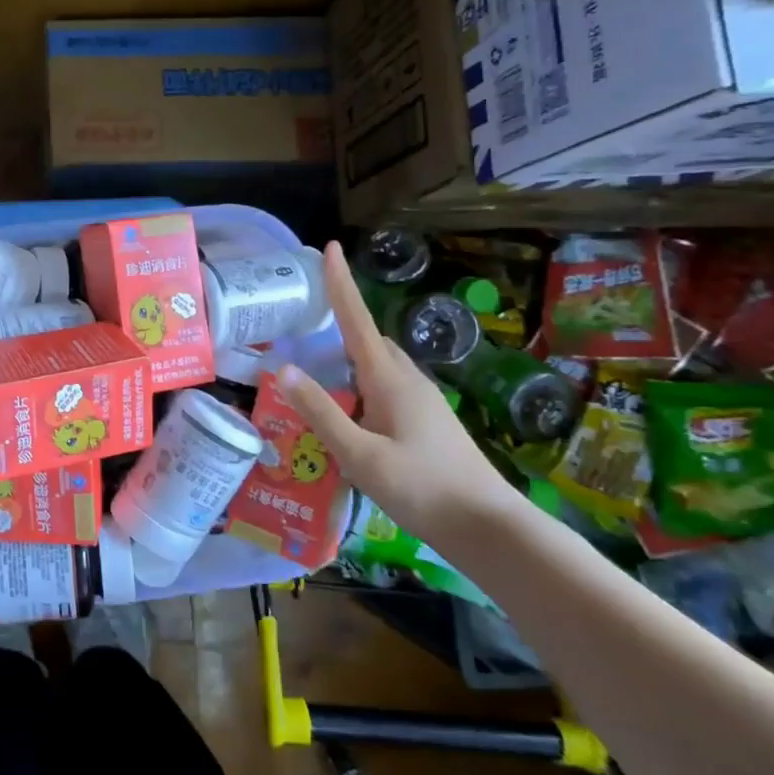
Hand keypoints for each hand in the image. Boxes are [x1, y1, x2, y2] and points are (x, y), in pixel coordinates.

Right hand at [278, 242, 510, 542]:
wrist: (488, 528)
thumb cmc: (421, 489)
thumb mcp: (359, 455)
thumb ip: (321, 411)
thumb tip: (284, 369)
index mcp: (389, 379)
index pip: (357, 319)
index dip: (340, 282)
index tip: (329, 246)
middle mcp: (407, 380)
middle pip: (369, 339)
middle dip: (340, 323)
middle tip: (304, 325)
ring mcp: (422, 401)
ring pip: (379, 364)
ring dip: (350, 359)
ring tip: (318, 374)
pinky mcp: (427, 422)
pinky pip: (387, 386)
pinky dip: (361, 385)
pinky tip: (348, 415)